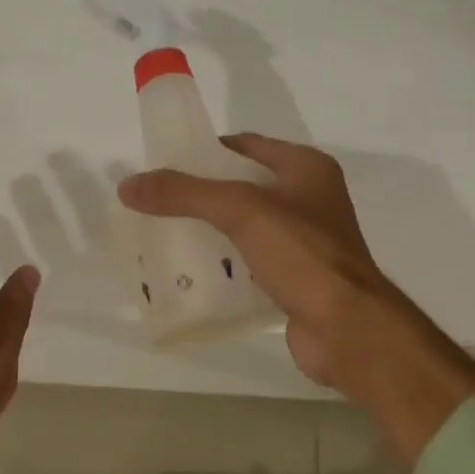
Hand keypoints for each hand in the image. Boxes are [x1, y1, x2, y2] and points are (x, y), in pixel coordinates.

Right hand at [118, 133, 474, 463]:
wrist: (346, 327)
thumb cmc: (302, 255)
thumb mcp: (241, 211)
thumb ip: (185, 194)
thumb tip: (129, 185)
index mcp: (306, 169)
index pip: (246, 146)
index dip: (206, 150)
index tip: (165, 164)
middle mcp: (309, 199)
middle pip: (243, 187)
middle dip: (201, 195)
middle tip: (157, 203)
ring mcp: (304, 242)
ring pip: (245, 227)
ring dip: (210, 231)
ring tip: (164, 236)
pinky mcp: (295, 279)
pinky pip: (250, 262)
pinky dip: (223, 264)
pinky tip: (191, 273)